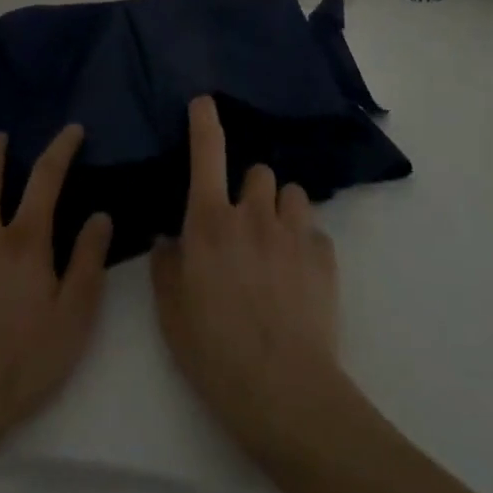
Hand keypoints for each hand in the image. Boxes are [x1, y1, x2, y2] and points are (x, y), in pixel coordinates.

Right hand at [151, 96, 344, 465]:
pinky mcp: (325, 256)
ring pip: (291, 193)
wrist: (283, 390)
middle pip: (258, 171)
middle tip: (243, 224)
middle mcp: (253, 214)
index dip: (204, 122)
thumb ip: (166, 265)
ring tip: (275, 244)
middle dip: (250, 189)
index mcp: (209, 221)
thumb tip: (169, 238)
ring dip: (281, 209)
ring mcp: (294, 232)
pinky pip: (314, 232)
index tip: (204, 102)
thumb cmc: (214, 350)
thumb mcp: (171, 312)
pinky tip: (298, 277)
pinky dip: (305, 244)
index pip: (207, 154)